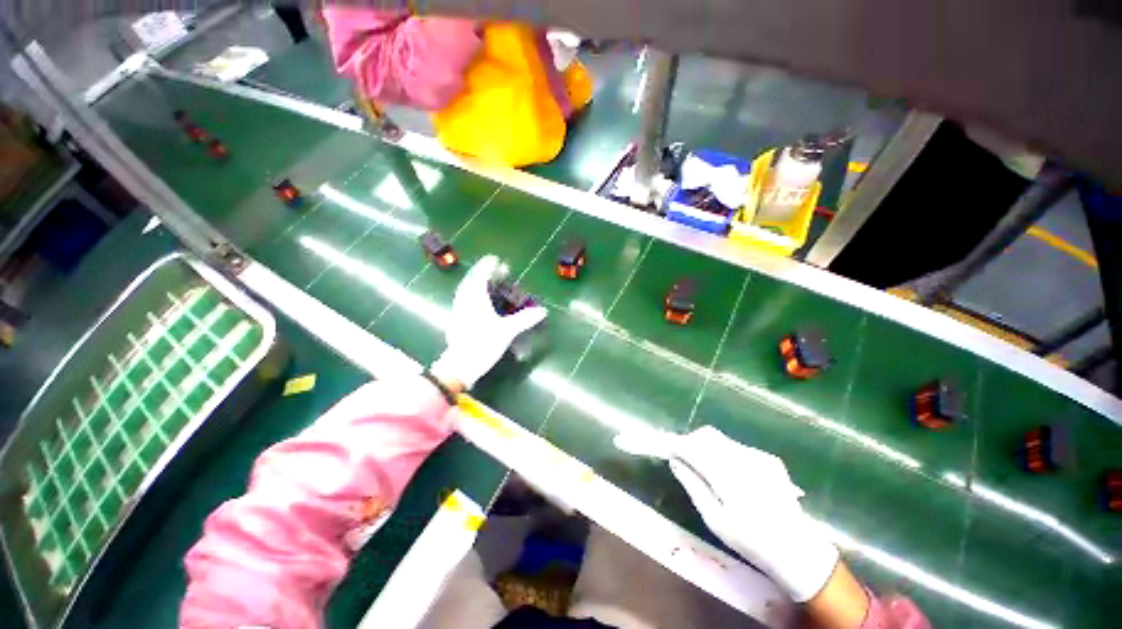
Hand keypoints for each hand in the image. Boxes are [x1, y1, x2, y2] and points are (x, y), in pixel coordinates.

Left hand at [429, 255, 546, 389]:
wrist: (460, 365)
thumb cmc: (483, 343)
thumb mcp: (506, 331)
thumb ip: (524, 319)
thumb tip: (543, 311)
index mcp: (474, 299)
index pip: (480, 276)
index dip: (487, 266)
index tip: (495, 259)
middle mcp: (464, 300)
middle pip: (472, 280)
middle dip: (484, 272)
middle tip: (497, 268)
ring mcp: (458, 310)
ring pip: (466, 290)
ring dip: (477, 282)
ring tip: (488, 281)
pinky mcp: (457, 320)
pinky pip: (465, 298)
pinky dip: (473, 293)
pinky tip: (480, 300)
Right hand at [669, 426, 838, 601]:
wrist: (796, 548)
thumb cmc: (750, 539)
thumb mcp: (714, 518)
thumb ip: (693, 485)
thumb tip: (674, 461)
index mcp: (726, 474)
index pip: (692, 447)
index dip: (675, 443)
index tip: (663, 445)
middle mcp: (742, 458)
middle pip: (706, 436)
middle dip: (689, 441)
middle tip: (680, 457)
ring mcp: (758, 456)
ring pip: (720, 439)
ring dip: (705, 446)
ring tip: (702, 466)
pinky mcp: (768, 458)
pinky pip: (736, 447)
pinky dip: (723, 452)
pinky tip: (727, 473)